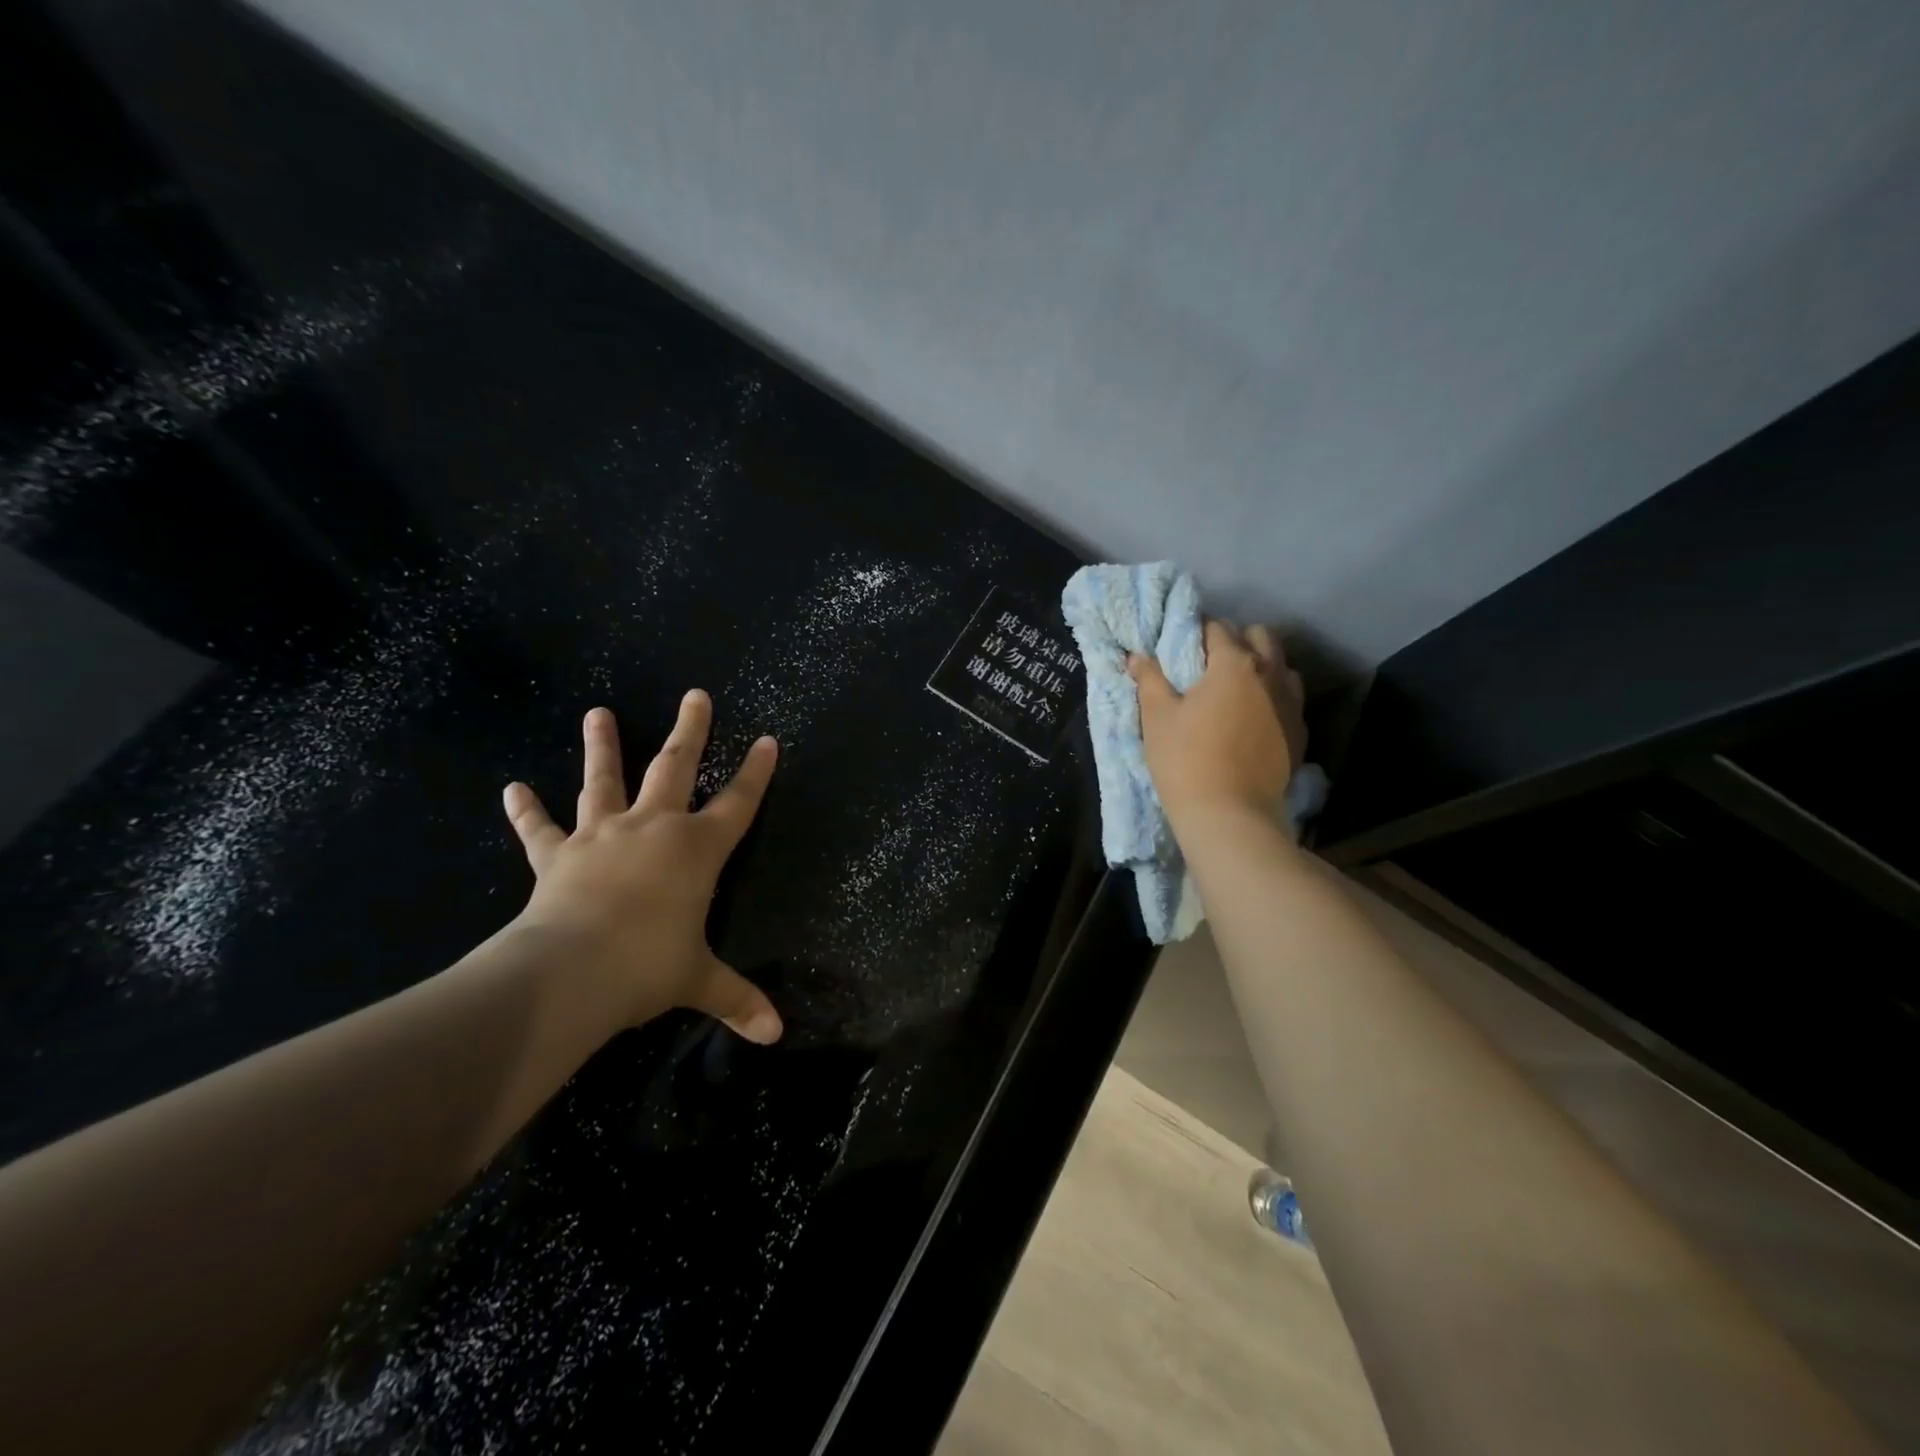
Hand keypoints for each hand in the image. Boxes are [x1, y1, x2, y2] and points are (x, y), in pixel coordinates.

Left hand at [501, 692, 783, 1043]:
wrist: (571, 971)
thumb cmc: (648, 966)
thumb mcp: (699, 982)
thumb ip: (737, 1000)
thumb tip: (776, 1035)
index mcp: (697, 849)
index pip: (738, 803)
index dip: (755, 773)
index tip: (767, 740)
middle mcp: (653, 828)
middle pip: (676, 767)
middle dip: (691, 731)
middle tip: (697, 695)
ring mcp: (602, 836)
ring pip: (604, 780)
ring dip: (602, 746)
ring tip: (596, 712)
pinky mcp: (558, 856)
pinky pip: (540, 829)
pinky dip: (526, 812)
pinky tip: (511, 789)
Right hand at [1129, 622, 1305, 821]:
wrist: (1230, 815)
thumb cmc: (1186, 759)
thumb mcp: (1157, 717)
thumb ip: (1149, 679)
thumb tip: (1137, 656)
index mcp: (1234, 664)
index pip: (1217, 629)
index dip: (1197, 633)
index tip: (1182, 647)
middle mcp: (1270, 674)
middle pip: (1261, 636)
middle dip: (1238, 640)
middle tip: (1210, 664)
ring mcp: (1291, 704)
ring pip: (1282, 666)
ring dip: (1261, 667)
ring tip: (1237, 689)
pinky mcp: (1300, 733)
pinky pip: (1290, 700)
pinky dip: (1273, 698)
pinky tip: (1254, 718)